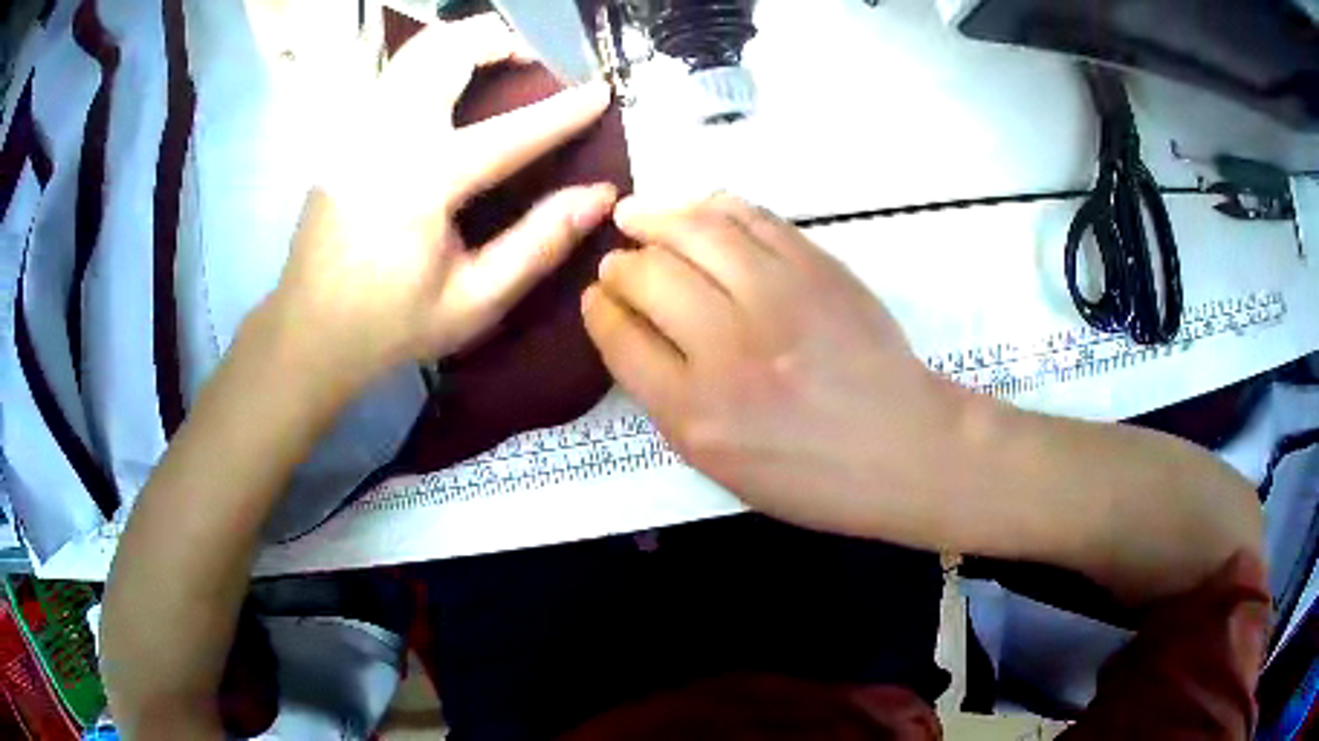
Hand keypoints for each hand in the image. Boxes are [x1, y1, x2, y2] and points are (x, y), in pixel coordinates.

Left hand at [269, 16, 616, 398]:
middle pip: (448, 51)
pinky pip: (396, 70)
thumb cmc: (391, 324)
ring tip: (501, 62)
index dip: (564, 111)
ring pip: (417, 49)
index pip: (510, 131)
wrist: (310, 330)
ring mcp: (358, 128)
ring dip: (466, 42)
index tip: (603, 90)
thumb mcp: (475, 302)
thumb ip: (539, 243)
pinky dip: (435, 59)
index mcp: (422, 182)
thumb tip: (599, 196)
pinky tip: (453, 84)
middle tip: (537, 61)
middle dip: (502, 40)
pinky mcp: (345, 133)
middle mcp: (385, 137)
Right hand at [583, 194, 969, 542]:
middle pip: (648, 278)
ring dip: (653, 217)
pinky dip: (712, 206)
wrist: (905, 448)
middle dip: (620, 265)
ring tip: (634, 214)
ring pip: (694, 233)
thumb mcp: (722, 467)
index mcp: (696, 414)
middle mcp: (727, 350)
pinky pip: (751, 218)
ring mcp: (777, 298)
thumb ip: (670, 402)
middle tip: (619, 262)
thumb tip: (636, 334)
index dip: (600, 310)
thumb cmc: (813, 476)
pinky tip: (695, 209)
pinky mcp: (817, 268)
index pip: (621, 339)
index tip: (597, 297)